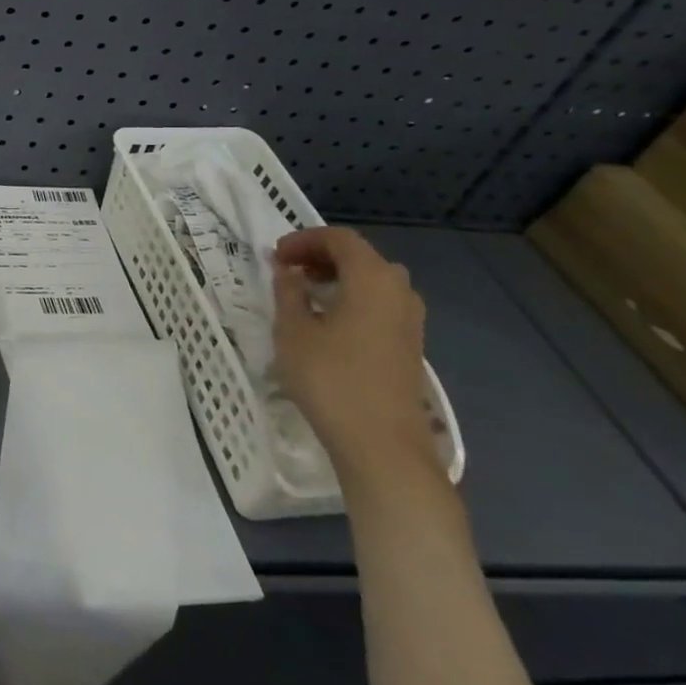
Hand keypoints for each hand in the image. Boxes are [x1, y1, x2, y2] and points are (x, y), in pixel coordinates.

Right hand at [272, 226, 439, 488]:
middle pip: (361, 257)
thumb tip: (289, 272)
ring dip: (339, 279)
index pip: (340, 239)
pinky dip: (353, 300)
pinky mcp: (410, 346)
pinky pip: (381, 305)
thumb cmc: (331, 379)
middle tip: (289, 271)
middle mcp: (399, 292)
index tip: (275, 257)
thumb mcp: (293, 331)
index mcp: (372, 279)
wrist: (382, 445)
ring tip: (306, 295)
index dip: (304, 240)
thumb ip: (289, 293)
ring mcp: (410, 321)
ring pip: (374, 282)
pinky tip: (328, 323)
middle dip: (322, 256)